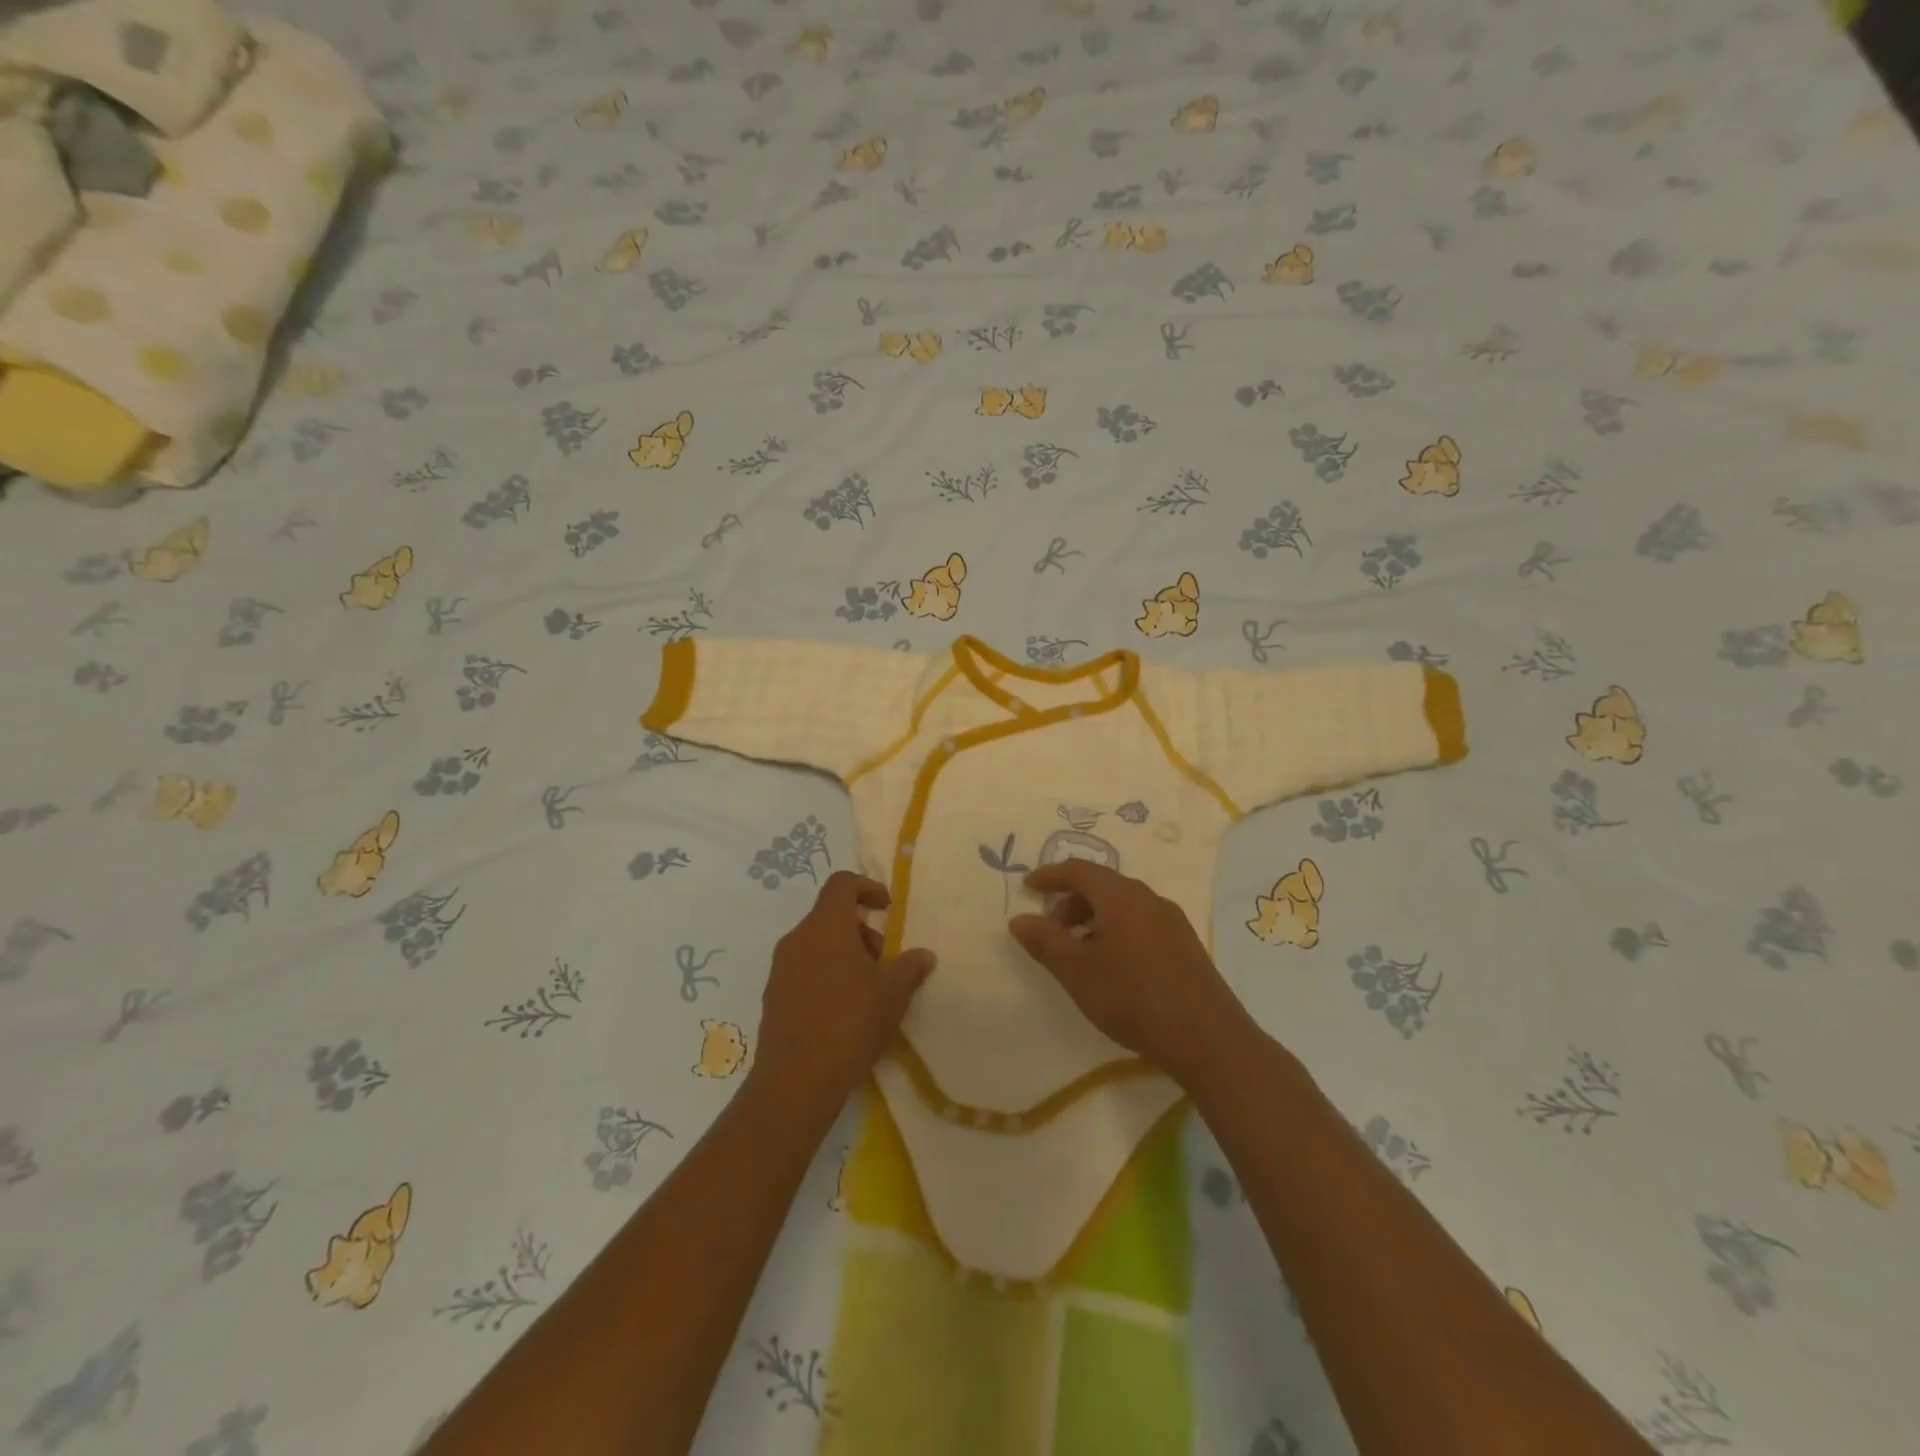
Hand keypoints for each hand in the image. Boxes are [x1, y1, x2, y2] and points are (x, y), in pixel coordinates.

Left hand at [752, 871, 936, 1108]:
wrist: (797, 1079)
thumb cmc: (851, 1022)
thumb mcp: (893, 993)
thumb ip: (910, 966)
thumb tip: (924, 955)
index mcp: (826, 926)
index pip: (842, 884)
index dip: (867, 888)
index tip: (886, 909)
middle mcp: (797, 938)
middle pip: (830, 916)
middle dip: (861, 932)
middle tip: (883, 963)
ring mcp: (780, 968)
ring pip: (817, 945)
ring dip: (844, 955)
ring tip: (866, 991)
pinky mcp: (773, 996)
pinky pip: (803, 970)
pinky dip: (826, 976)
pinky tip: (842, 1012)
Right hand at [1009, 861, 1253, 1088]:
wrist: (1207, 1038)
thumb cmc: (1132, 997)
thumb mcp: (1076, 971)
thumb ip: (1044, 941)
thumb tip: (1019, 920)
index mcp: (1121, 896)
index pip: (1078, 870)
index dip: (1049, 876)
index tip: (1028, 888)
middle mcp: (1148, 898)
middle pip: (1102, 885)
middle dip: (1071, 901)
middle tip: (1050, 930)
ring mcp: (1172, 920)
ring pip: (1123, 905)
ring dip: (1093, 918)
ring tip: (1078, 952)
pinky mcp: (1185, 944)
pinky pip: (1141, 922)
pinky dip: (1116, 930)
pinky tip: (1112, 966)